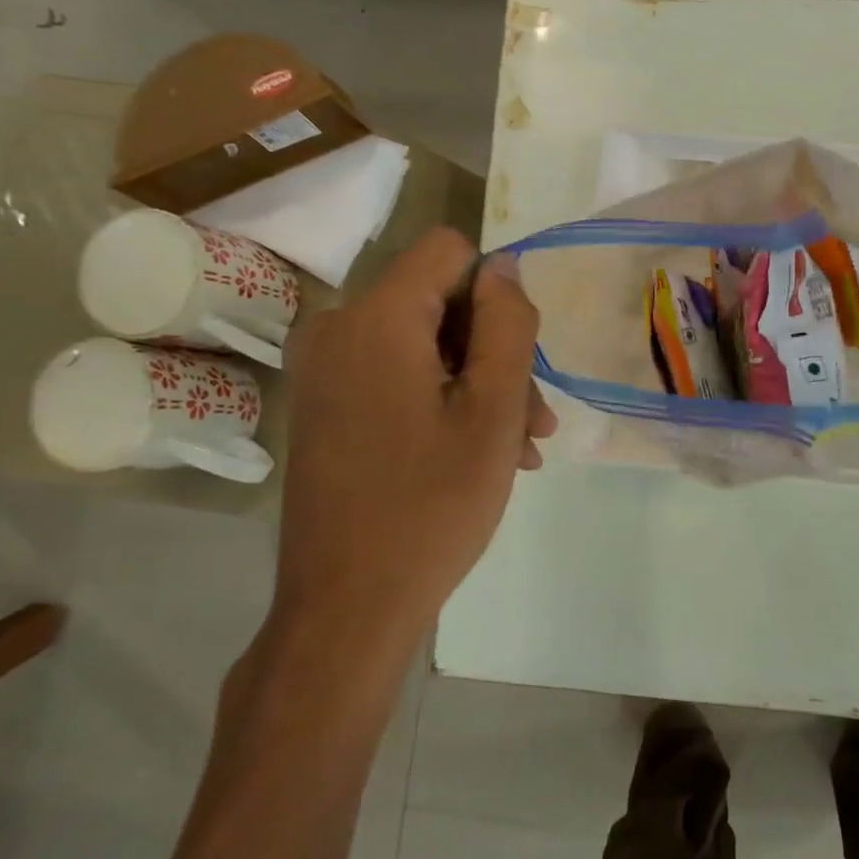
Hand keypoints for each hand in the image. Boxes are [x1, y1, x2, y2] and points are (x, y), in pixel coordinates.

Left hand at [270, 230, 555, 682]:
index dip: (497, 293)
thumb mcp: (493, 410)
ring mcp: (324, 372)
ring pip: (424, 346)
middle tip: (534, 422)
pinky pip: (397, 378)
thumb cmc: (432, 504)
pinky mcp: (324, 408)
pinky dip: (442, 403)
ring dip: (478, 387)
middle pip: (439, 304)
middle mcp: (338, 330)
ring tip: (518, 448)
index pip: (450, 251)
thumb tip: (505, 267)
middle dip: (495, 354)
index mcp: (376, 319)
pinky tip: (479, 454)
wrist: (349, 606)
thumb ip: (507, 324)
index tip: (517, 357)